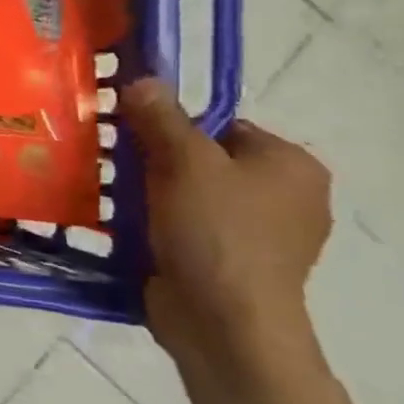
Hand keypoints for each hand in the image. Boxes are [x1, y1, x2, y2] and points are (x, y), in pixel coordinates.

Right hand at [121, 78, 332, 379]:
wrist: (224, 323)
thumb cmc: (215, 233)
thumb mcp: (183, 163)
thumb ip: (162, 118)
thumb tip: (143, 80)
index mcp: (291, 165)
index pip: (222, 126)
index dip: (172, 128)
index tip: (130, 140)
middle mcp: (288, 197)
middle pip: (204, 161)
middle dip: (157, 164)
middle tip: (115, 169)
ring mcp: (262, 237)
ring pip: (193, 197)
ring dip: (153, 197)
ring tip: (113, 200)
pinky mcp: (232, 266)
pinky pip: (189, 230)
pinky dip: (160, 227)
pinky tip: (129, 231)